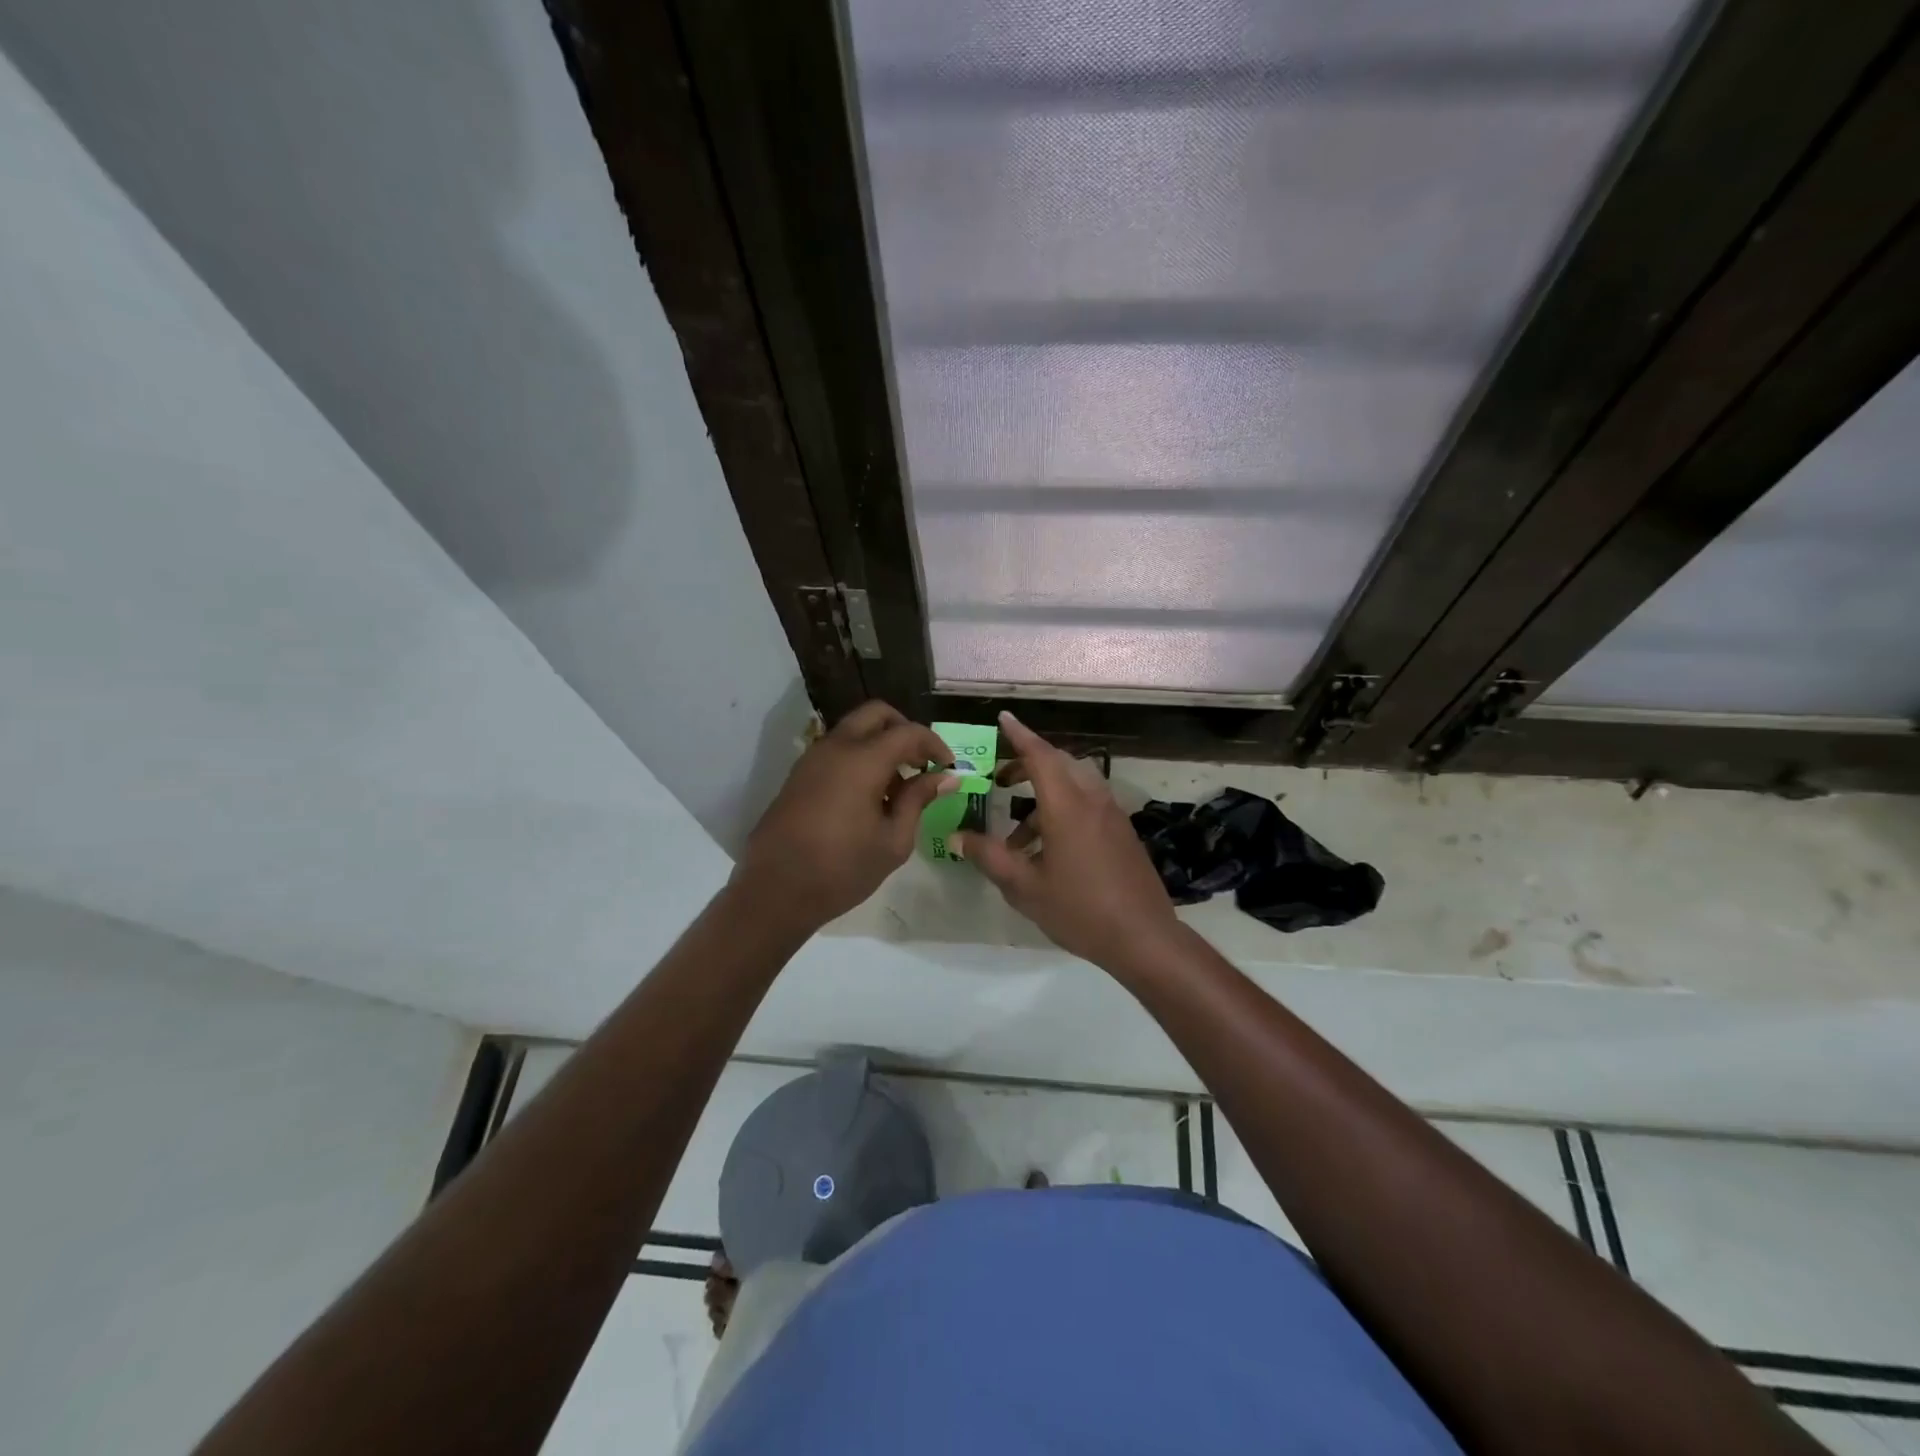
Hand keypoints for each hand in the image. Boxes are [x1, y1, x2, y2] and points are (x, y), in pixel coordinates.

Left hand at [736, 701, 956, 927]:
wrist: (774, 892)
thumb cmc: (841, 870)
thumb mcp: (893, 841)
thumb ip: (919, 800)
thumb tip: (945, 777)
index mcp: (862, 760)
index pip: (908, 732)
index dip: (934, 745)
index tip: (947, 768)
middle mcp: (835, 747)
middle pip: (876, 714)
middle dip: (904, 730)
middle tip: (920, 764)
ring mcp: (812, 758)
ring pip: (854, 730)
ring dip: (880, 744)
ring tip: (896, 788)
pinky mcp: (799, 775)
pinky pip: (836, 749)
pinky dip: (859, 757)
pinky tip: (868, 797)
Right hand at [954, 711, 1180, 972]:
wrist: (1143, 937)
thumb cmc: (1079, 909)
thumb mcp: (1024, 887)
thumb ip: (989, 857)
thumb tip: (956, 837)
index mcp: (1067, 805)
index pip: (1040, 755)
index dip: (1019, 735)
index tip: (1004, 718)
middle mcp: (1092, 800)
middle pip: (1058, 765)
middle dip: (1027, 766)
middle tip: (1000, 780)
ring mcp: (1111, 815)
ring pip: (1073, 787)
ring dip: (1042, 798)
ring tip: (1015, 837)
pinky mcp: (1122, 833)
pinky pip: (1087, 806)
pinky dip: (1062, 812)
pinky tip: (1046, 853)